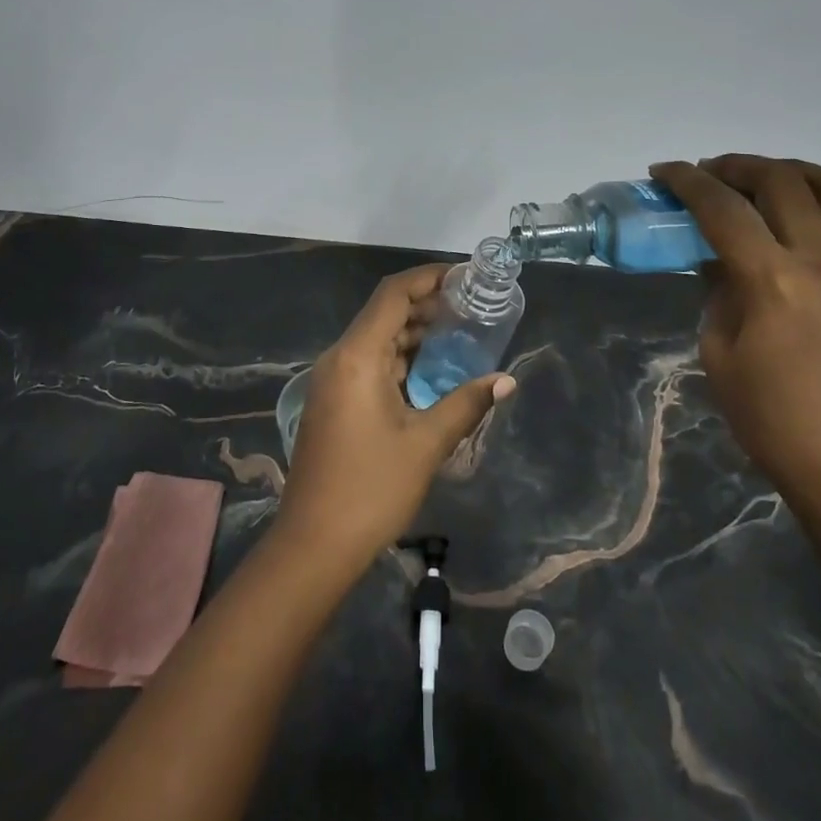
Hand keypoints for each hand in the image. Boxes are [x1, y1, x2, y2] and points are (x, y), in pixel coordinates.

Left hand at [274, 265, 516, 580]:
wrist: (313, 544)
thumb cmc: (371, 489)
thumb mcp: (426, 444)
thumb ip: (466, 404)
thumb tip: (507, 380)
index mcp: (357, 356)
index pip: (393, 295)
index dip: (428, 278)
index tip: (464, 276)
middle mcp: (339, 358)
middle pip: (384, 313)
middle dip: (426, 305)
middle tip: (470, 306)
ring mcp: (333, 381)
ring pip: (377, 340)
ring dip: (414, 333)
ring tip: (459, 333)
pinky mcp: (333, 402)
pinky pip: (369, 364)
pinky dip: (400, 358)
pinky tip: (431, 371)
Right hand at [650, 148, 820, 515]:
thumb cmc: (771, 418)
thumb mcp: (718, 351)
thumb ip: (719, 291)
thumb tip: (719, 258)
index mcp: (771, 280)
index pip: (721, 209)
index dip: (687, 182)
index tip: (664, 172)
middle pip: (779, 184)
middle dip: (736, 167)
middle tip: (710, 174)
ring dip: (794, 169)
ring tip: (767, 173)